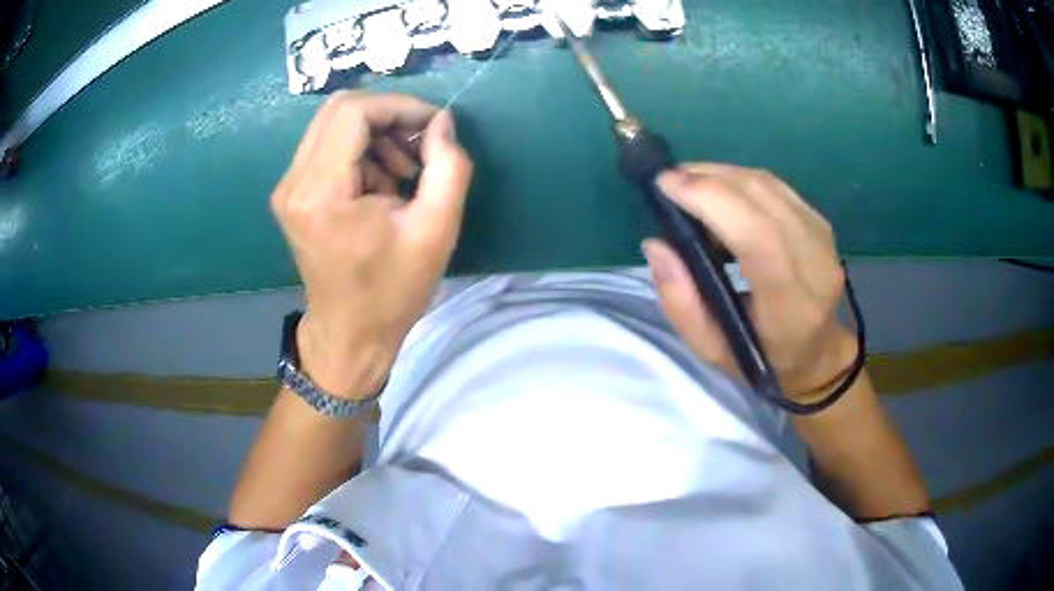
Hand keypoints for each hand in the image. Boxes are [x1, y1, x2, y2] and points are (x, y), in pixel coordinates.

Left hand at [271, 92, 472, 398]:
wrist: (349, 335)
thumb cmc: (391, 291)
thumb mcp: (435, 231)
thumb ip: (448, 167)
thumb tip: (442, 122)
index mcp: (321, 191)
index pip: (354, 112)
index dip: (399, 106)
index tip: (434, 126)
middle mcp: (293, 182)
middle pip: (339, 109)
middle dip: (388, 115)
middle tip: (420, 143)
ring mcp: (288, 188)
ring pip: (333, 124)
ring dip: (375, 135)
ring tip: (404, 172)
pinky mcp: (292, 194)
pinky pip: (327, 147)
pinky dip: (361, 152)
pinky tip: (381, 184)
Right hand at [642, 164, 855, 401]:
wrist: (817, 353)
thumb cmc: (763, 358)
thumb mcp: (712, 350)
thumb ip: (680, 303)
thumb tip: (656, 244)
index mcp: (791, 306)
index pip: (758, 237)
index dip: (712, 200)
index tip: (667, 186)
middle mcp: (815, 264)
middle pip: (762, 199)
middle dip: (709, 180)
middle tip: (669, 181)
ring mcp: (823, 239)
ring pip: (768, 185)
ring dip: (722, 175)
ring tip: (689, 184)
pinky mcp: (821, 223)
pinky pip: (776, 186)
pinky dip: (741, 181)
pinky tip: (720, 190)